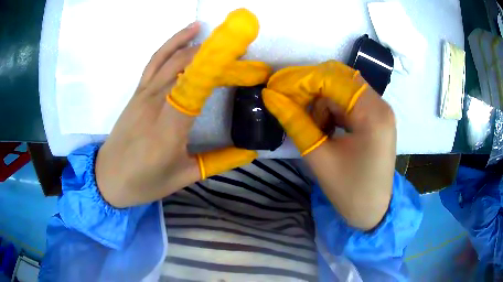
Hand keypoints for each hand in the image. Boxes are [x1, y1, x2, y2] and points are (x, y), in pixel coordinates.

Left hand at [96, 9, 270, 207]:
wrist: (108, 178)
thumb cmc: (145, 183)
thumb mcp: (184, 177)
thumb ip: (218, 162)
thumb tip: (249, 151)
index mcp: (169, 129)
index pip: (197, 86)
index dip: (220, 68)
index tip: (244, 61)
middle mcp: (155, 104)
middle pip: (186, 66)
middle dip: (215, 55)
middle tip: (240, 55)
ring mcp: (144, 94)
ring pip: (171, 58)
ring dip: (195, 43)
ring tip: (216, 35)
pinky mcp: (137, 92)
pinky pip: (155, 61)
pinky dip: (172, 43)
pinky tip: (187, 34)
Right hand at [263, 61, 395, 229]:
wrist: (373, 211)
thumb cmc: (349, 191)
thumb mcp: (318, 157)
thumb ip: (294, 121)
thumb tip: (270, 95)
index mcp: (372, 114)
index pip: (332, 79)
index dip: (301, 80)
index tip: (276, 88)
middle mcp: (381, 105)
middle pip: (340, 78)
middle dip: (311, 88)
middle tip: (291, 104)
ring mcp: (381, 110)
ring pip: (343, 88)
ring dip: (323, 101)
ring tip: (314, 128)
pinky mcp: (377, 118)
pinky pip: (350, 101)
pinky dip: (333, 109)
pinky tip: (326, 129)